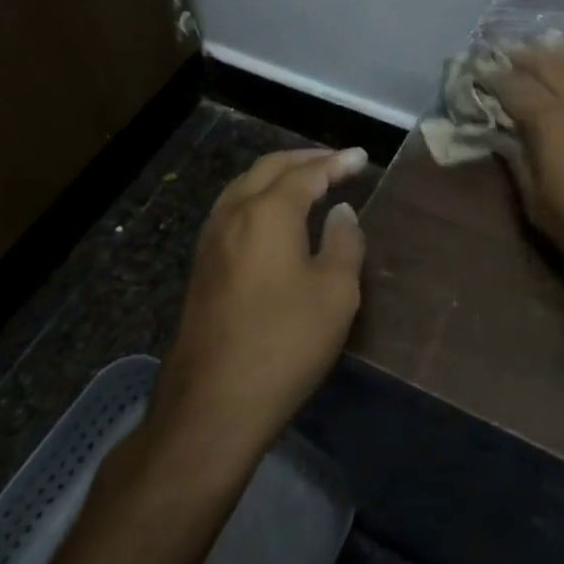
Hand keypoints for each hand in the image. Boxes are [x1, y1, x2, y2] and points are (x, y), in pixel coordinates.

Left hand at [148, 147, 367, 459]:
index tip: (361, 158)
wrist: (212, 405)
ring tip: (309, 181)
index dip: (337, 163)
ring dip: (279, 175)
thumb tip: (341, 213)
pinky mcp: (202, 265)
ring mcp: (211, 239)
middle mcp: (234, 214)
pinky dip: (260, 196)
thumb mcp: (335, 293)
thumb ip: (344, 243)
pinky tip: (276, 216)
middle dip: (305, 159)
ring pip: (245, 185)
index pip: (307, 173)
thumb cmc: (284, 344)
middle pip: (269, 168)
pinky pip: (234, 209)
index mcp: (268, 213)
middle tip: (337, 162)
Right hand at [479, 40, 563, 308]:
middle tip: (509, 51)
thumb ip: (520, 167)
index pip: (515, 88)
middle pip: (551, 64)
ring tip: (549, 45)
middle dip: (526, 56)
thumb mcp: (541, 209)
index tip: (479, 71)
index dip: (494, 77)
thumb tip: (504, 139)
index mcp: (551, 120)